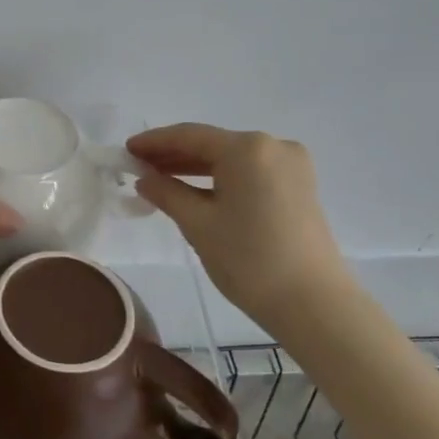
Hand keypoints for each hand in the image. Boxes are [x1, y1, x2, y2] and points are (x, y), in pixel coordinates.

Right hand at [128, 124, 353, 322]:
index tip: (126, 150)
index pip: (190, 135)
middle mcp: (272, 145)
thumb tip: (144, 179)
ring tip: (159, 178)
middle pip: (212, 144)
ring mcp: (291, 165)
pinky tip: (195, 190)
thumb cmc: (248, 258)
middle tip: (138, 166)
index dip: (154, 142)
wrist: (312, 302)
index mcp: (247, 148)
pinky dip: (220, 178)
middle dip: (173, 154)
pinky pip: (249, 172)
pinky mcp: (298, 186)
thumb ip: (166, 193)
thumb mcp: (198, 224)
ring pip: (231, 158)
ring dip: (195, 167)